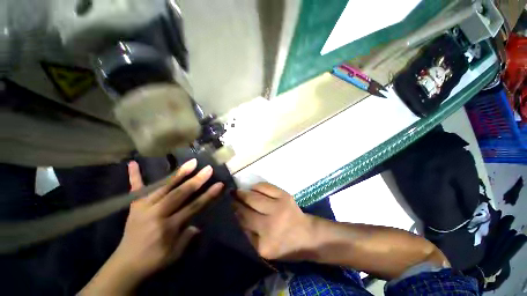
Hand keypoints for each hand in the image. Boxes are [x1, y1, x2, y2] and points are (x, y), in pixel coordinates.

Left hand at [80, 159, 222, 294]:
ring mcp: (143, 208)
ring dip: (178, 174)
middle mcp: (156, 214)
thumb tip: (197, 224)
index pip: (193, 207)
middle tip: (208, 169)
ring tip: (191, 163)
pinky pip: (135, 189)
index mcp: (168, 227)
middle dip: (196, 181)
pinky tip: (133, 163)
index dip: (207, 195)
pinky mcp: (134, 206)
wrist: (125, 265)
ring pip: (163, 187)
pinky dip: (134, 176)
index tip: (219, 184)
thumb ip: (188, 237)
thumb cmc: (154, 260)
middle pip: (179, 194)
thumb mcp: (175, 254)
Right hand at [233, 182, 313, 260]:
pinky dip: (257, 186)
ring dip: (244, 193)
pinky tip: (253, 188)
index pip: (242, 225)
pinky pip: (266, 187)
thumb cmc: (284, 246)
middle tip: (229, 196)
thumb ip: (248, 235)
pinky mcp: (285, 196)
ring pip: (254, 196)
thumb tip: (234, 215)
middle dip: (235, 202)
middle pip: (246, 209)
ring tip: (238, 191)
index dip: (232, 213)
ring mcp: (279, 208)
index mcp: (264, 244)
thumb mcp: (264, 249)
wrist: (307, 235)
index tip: (225, 207)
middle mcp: (271, 225)